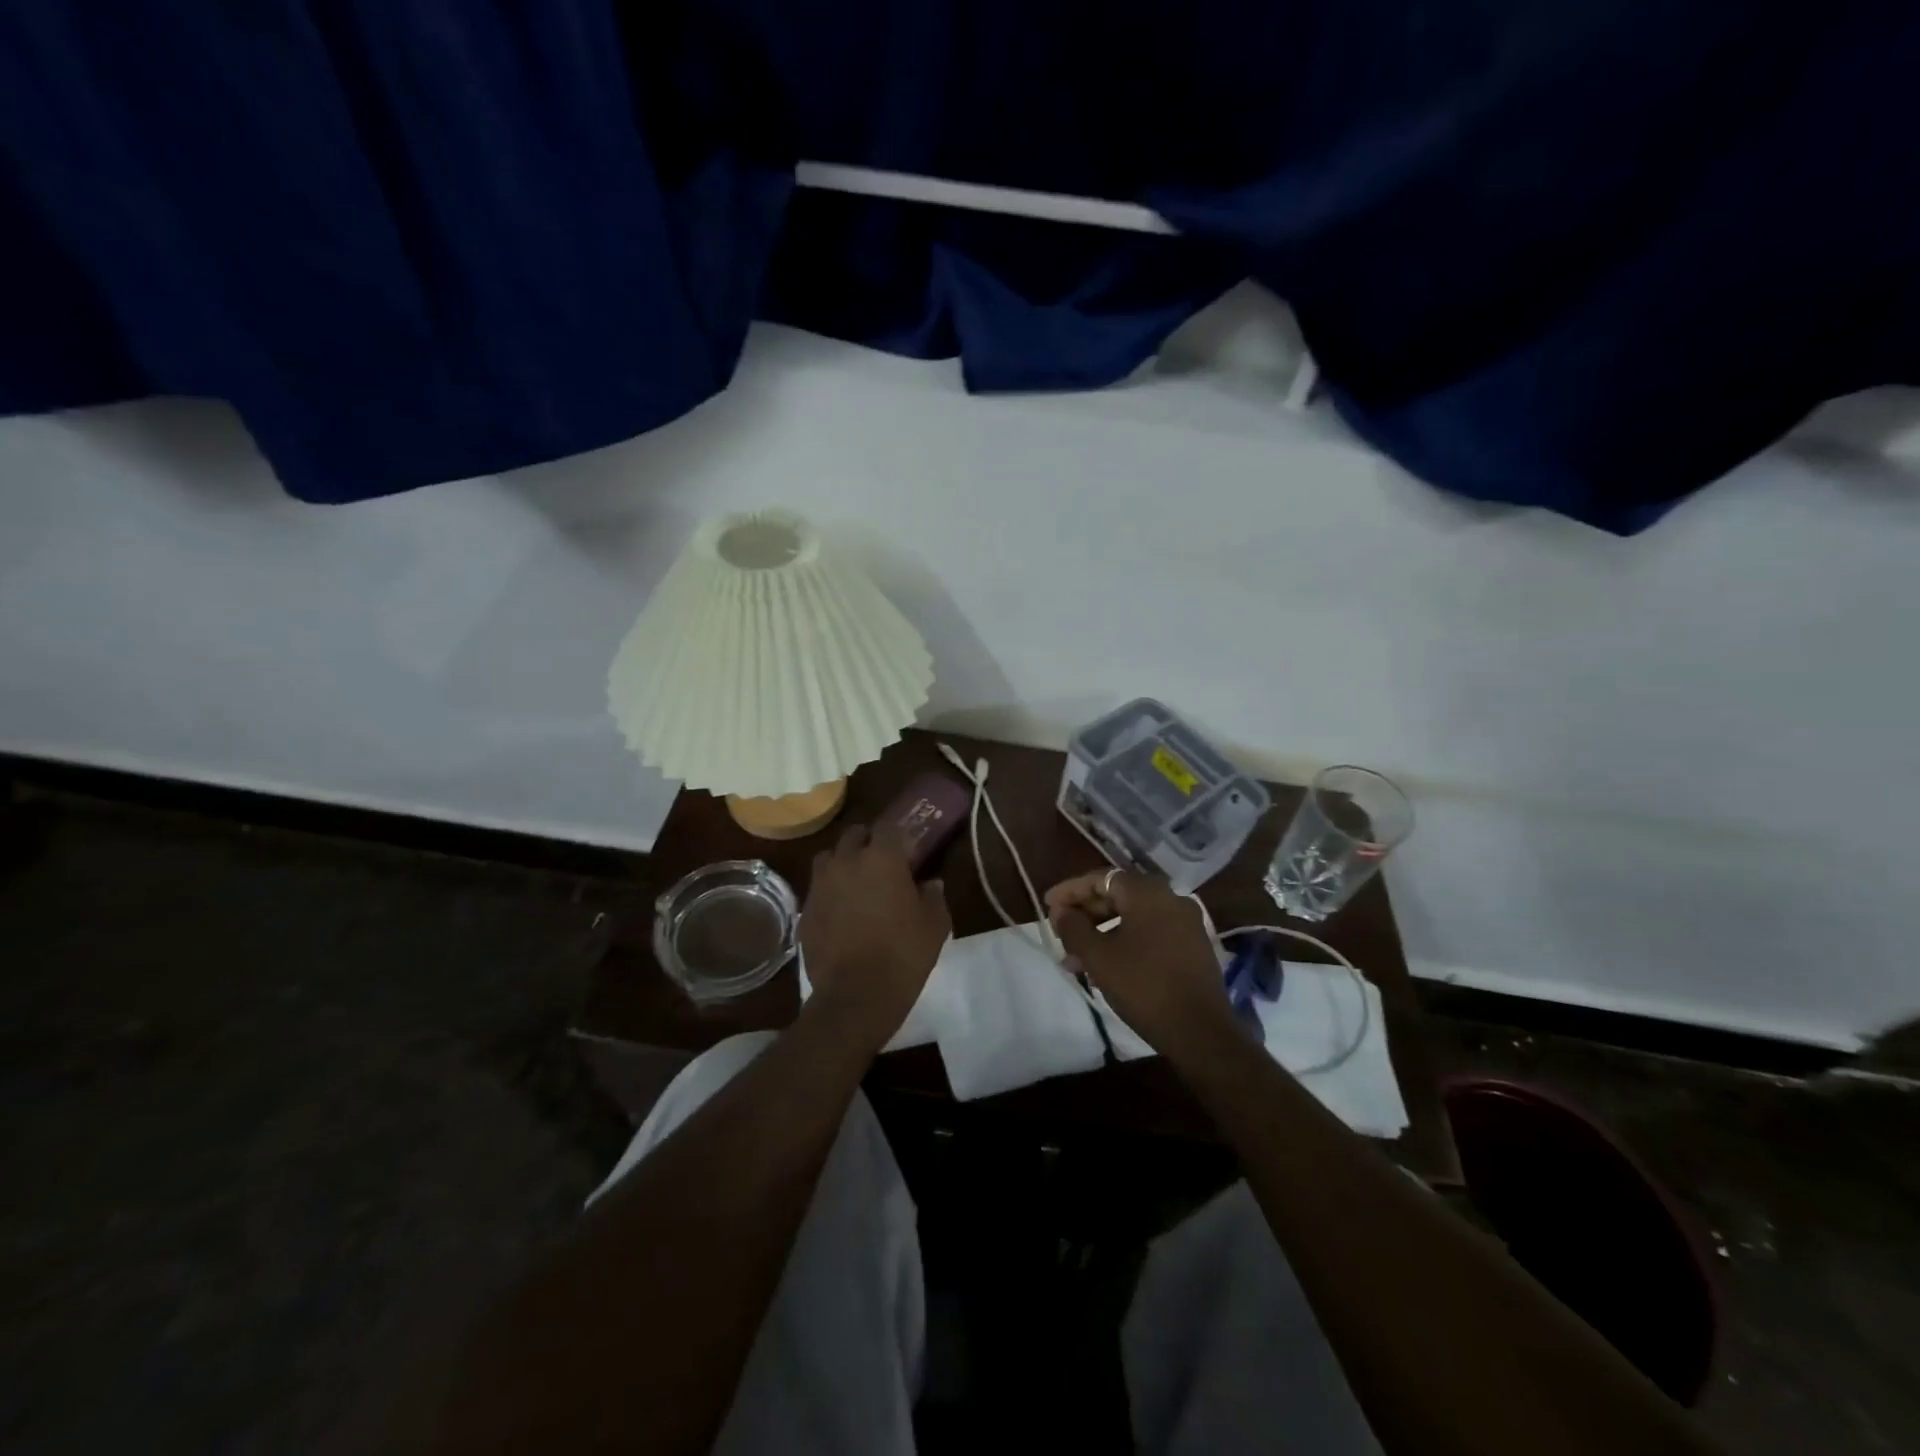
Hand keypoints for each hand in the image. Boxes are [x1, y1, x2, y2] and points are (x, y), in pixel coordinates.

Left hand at [800, 824, 951, 1054]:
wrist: (855, 995)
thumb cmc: (903, 955)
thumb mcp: (934, 926)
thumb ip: (934, 897)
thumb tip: (931, 883)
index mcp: (882, 858)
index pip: (888, 827)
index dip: (898, 834)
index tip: (906, 847)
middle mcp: (847, 861)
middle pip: (853, 835)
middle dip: (867, 842)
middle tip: (882, 862)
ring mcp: (821, 885)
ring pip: (829, 858)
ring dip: (842, 862)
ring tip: (855, 882)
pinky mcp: (805, 910)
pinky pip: (818, 889)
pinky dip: (829, 892)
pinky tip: (840, 912)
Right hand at [1045, 870, 1234, 1058]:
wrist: (1200, 1031)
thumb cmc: (1143, 986)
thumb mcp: (1098, 956)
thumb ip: (1073, 928)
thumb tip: (1060, 912)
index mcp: (1147, 892)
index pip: (1100, 879)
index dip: (1070, 891)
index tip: (1047, 905)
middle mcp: (1170, 898)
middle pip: (1118, 896)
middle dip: (1085, 914)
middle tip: (1061, 933)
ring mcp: (1186, 923)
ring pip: (1133, 918)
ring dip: (1102, 933)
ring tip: (1077, 959)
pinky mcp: (1193, 946)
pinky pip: (1151, 933)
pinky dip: (1125, 942)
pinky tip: (1107, 967)